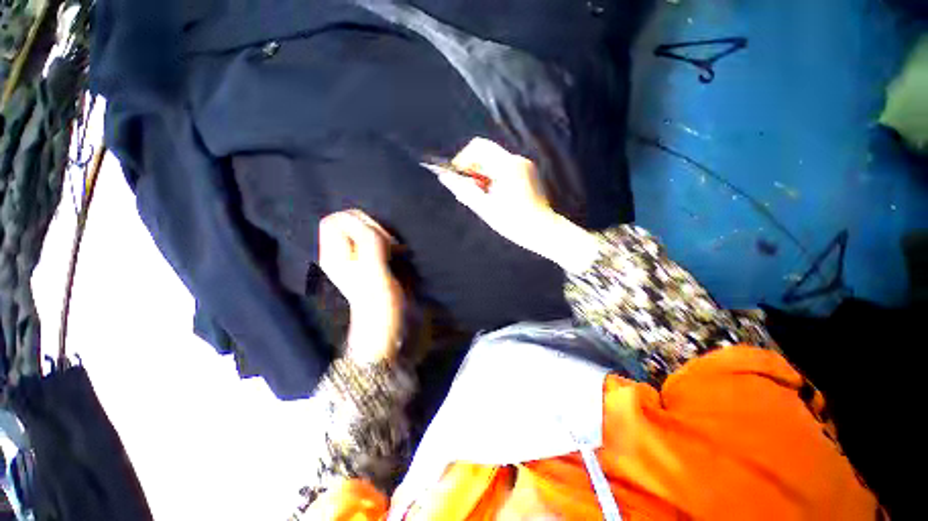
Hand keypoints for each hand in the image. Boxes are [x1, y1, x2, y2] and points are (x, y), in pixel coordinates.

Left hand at [318, 210, 404, 362]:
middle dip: (372, 226)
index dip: (358, 221)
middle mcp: (339, 255)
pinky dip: (387, 242)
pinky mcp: (369, 263)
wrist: (385, 327)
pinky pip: (374, 242)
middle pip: (349, 223)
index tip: (380, 236)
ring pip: (363, 232)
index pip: (335, 220)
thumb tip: (370, 225)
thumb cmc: (379, 302)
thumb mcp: (372, 270)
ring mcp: (354, 260)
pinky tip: (397, 252)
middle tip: (391, 244)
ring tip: (396, 249)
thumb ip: (369, 243)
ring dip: (382, 235)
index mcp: (333, 256)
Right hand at [434, 138, 600, 272]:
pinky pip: (504, 169)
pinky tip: (493, 196)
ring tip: (479, 197)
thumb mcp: (485, 208)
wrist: (543, 230)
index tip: (457, 176)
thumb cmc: (514, 222)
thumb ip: (464, 190)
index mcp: (507, 166)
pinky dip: (494, 178)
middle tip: (467, 190)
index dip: (463, 158)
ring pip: (494, 163)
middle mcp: (517, 160)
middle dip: (472, 170)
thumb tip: (445, 177)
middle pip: (486, 154)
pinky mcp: (528, 173)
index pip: (478, 147)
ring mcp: (525, 166)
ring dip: (482, 176)